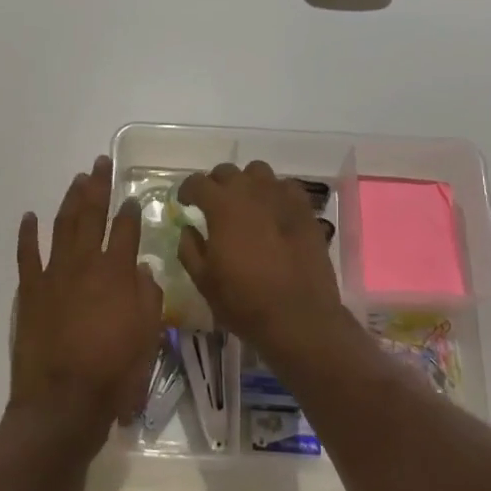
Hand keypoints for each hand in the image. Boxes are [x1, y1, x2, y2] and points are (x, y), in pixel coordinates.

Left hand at [10, 156, 163, 451]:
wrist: (63, 401)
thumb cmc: (114, 373)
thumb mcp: (148, 337)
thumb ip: (148, 297)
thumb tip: (142, 269)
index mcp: (117, 274)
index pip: (125, 231)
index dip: (130, 211)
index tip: (132, 197)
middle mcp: (85, 264)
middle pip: (91, 216)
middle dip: (97, 187)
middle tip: (99, 163)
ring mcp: (53, 275)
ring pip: (62, 226)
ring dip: (69, 200)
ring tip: (76, 180)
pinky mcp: (30, 291)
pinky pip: (27, 255)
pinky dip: (27, 234)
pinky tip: (29, 216)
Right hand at [177, 161, 350, 358]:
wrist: (299, 318)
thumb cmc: (244, 301)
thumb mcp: (204, 280)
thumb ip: (189, 248)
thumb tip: (188, 229)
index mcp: (222, 206)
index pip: (197, 182)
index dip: (187, 190)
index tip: (185, 203)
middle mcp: (252, 192)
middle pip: (227, 171)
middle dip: (215, 184)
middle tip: (213, 205)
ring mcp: (282, 198)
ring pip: (258, 172)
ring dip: (246, 183)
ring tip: (245, 204)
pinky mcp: (306, 210)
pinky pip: (286, 188)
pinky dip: (275, 194)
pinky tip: (273, 213)